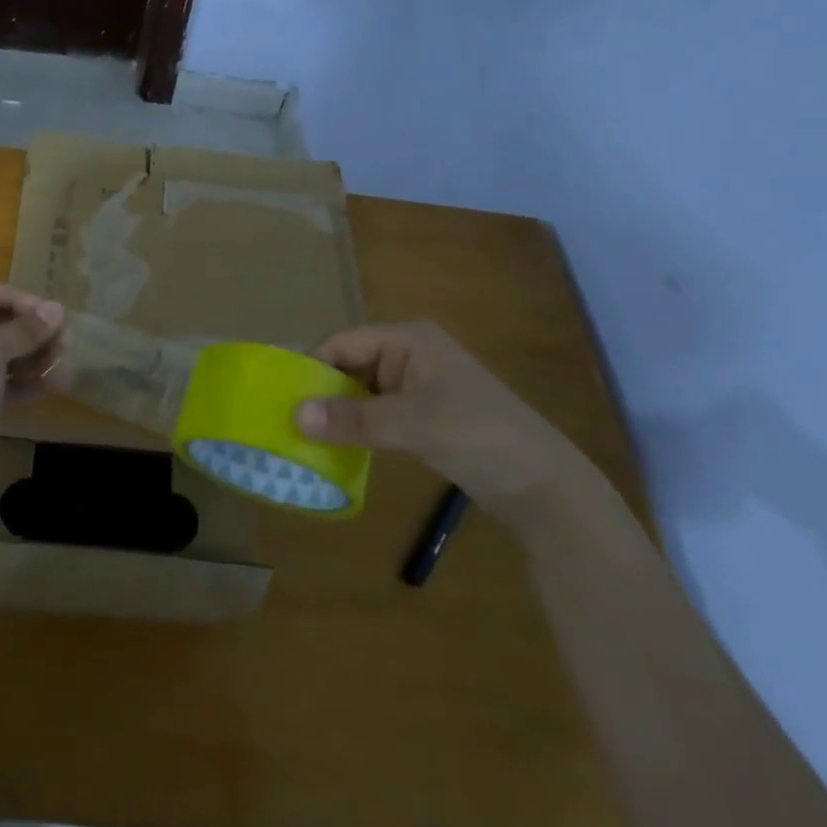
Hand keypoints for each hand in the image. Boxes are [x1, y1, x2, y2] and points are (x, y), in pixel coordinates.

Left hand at [0, 279, 66, 478]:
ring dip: (35, 356)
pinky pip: (0, 383)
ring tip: (67, 363)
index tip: (48, 313)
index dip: (15, 297)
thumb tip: (57, 310)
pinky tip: (57, 384)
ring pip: (0, 355)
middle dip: (31, 330)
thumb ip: (24, 328)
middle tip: (66, 339)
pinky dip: (26, 381)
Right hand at [297, 320, 592, 528]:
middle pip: (350, 364)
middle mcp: (409, 354)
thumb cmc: (480, 437)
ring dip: (337, 412)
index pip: (344, 342)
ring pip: (361, 391)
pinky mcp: (423, 415)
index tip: (281, 398)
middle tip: (286, 423)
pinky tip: (336, 448)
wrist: (545, 487)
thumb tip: (294, 415)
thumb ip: (354, 419)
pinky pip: (377, 413)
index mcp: (409, 339)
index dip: (312, 366)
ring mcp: (417, 386)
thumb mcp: (413, 425)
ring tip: (303, 439)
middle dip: (321, 392)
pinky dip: (357, 428)